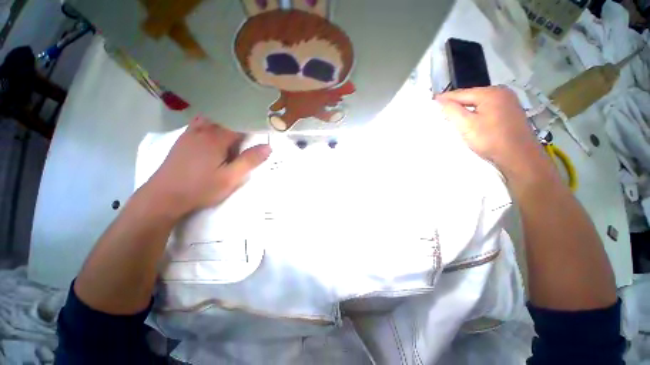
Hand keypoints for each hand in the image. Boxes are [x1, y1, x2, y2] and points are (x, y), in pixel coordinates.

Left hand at [145, 116, 270, 216]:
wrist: (164, 197)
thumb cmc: (201, 188)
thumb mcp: (230, 178)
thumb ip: (249, 161)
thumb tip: (268, 147)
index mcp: (216, 138)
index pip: (239, 124)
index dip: (253, 125)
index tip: (263, 128)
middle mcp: (203, 130)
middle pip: (225, 118)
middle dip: (240, 121)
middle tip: (251, 130)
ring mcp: (190, 134)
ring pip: (211, 119)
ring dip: (225, 121)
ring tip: (235, 131)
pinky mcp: (183, 140)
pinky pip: (200, 124)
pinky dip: (211, 123)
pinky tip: (214, 133)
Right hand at [436, 86, 552, 180]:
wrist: (519, 157)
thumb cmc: (490, 140)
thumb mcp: (466, 125)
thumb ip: (452, 110)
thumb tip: (440, 99)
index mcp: (491, 93)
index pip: (461, 93)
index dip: (445, 98)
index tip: (431, 101)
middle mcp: (501, 92)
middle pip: (471, 96)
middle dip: (455, 103)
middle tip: (440, 111)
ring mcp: (508, 101)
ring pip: (479, 102)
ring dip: (465, 108)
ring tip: (451, 115)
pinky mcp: (511, 111)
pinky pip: (487, 108)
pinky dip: (476, 112)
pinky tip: (470, 119)